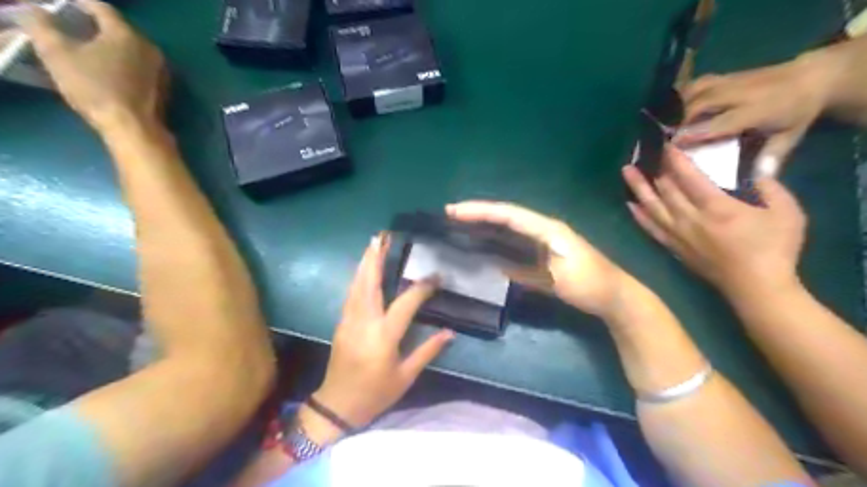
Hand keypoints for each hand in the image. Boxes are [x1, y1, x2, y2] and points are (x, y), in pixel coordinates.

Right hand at [17, 0, 167, 130]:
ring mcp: (161, 70)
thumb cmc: (96, 88)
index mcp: (127, 34)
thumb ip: (41, 25)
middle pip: (118, 29)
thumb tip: (34, 11)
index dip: (76, 4)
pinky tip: (106, 72)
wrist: (134, 127)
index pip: (100, 7)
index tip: (57, 7)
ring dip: (108, 47)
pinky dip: (122, 64)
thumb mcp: (56, 52)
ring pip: (130, 49)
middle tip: (69, 28)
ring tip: (85, 50)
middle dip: (92, 26)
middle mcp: (150, 48)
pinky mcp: (163, 88)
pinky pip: (139, 67)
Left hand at [314, 234, 453, 427]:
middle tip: (382, 237)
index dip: (422, 287)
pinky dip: (358, 277)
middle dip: (375, 258)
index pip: (405, 303)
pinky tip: (363, 270)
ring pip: (356, 285)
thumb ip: (427, 351)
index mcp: (383, 335)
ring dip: (364, 263)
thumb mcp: (405, 376)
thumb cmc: (375, 393)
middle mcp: (364, 322)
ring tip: (372, 244)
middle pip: (369, 283)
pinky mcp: (341, 323)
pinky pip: (351, 294)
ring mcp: (349, 320)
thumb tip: (450, 332)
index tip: (436, 276)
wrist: (337, 405)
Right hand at [448, 202, 629, 318]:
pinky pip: (515, 239)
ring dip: (486, 222)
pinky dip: (497, 237)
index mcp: (547, 228)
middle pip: (506, 214)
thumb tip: (497, 264)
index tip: (455, 210)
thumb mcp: (558, 278)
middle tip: (451, 213)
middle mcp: (544, 228)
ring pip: (509, 225)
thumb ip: (528, 270)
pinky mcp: (544, 251)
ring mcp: (544, 239)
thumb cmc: (590, 285)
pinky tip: (485, 242)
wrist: (615, 295)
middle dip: (479, 212)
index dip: (481, 210)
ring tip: (461, 223)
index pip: (508, 214)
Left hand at [623, 143, 806, 300]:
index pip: (688, 177)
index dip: (676, 160)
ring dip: (638, 188)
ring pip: (652, 207)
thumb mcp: (786, 212)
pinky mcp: (674, 248)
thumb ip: (770, 187)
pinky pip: (651, 229)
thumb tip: (759, 167)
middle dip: (653, 169)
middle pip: (665, 190)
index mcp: (716, 207)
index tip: (666, 144)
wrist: (756, 288)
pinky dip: (639, 215)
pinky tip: (630, 206)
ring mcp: (678, 235)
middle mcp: (690, 219)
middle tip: (641, 152)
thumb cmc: (774, 249)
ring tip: (626, 172)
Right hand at [677, 52, 839, 175]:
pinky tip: (669, 110)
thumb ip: (772, 156)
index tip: (672, 145)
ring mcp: (730, 81)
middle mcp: (740, 93)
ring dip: (675, 108)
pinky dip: (679, 96)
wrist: (812, 76)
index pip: (721, 122)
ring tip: (660, 125)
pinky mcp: (723, 76)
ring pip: (694, 90)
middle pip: (701, 104)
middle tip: (661, 139)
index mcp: (759, 109)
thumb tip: (756, 180)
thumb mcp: (791, 135)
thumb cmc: (798, 112)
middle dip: (678, 121)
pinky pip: (694, 84)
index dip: (695, 133)